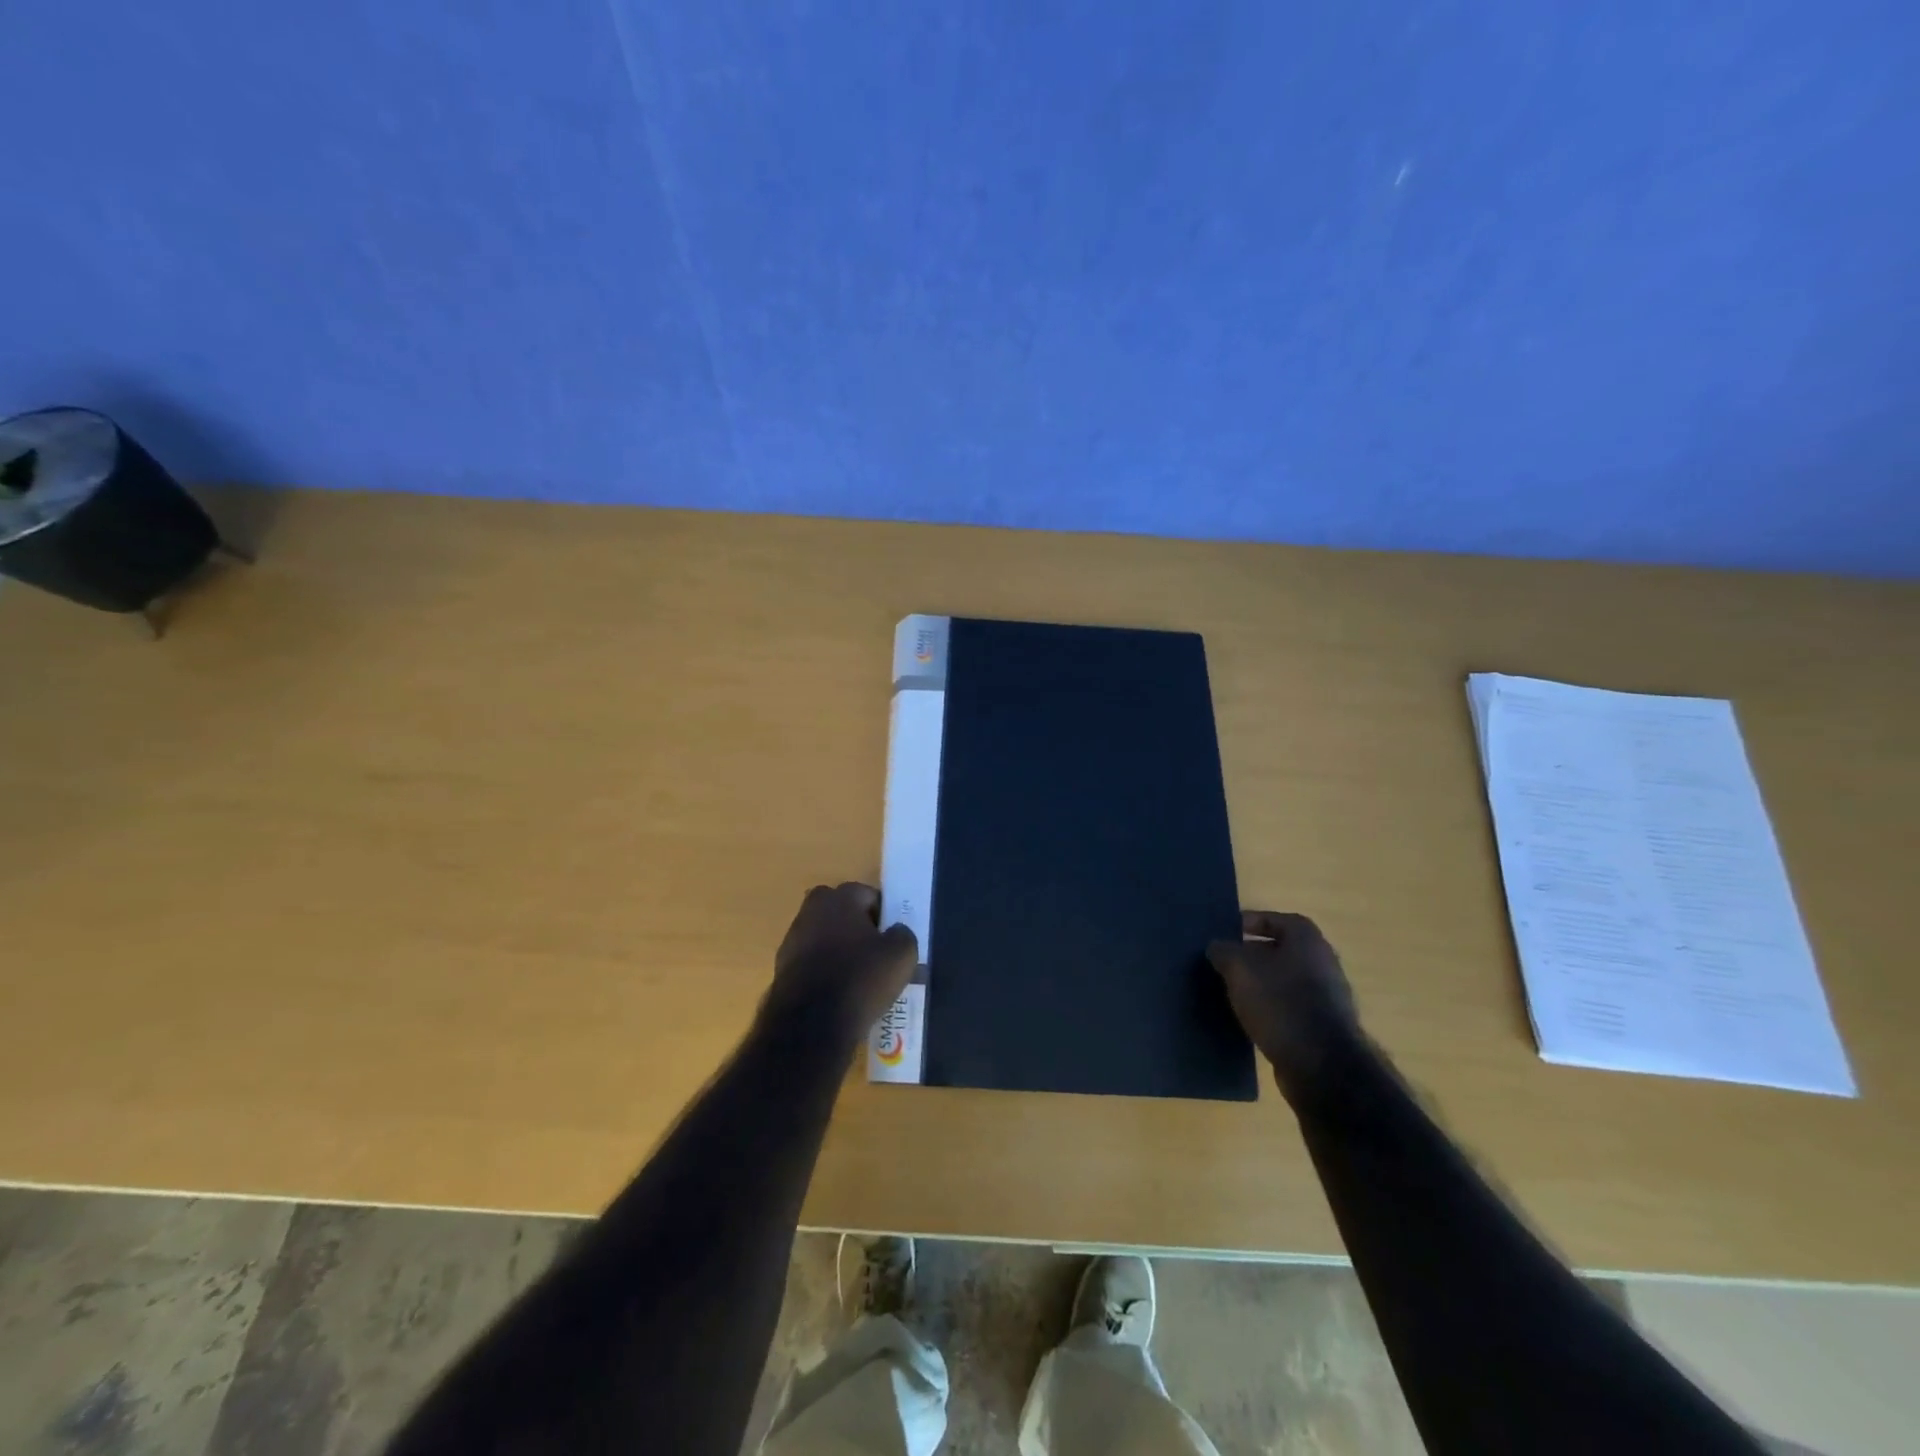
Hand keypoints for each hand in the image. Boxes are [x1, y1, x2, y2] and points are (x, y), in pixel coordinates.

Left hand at [763, 882, 918, 1041]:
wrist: (811, 1025)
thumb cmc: (861, 979)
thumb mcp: (902, 955)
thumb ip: (902, 933)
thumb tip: (895, 932)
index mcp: (840, 897)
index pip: (868, 895)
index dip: (884, 917)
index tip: (891, 941)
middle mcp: (811, 910)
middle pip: (842, 914)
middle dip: (858, 929)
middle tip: (876, 956)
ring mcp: (792, 939)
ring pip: (825, 937)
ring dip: (839, 950)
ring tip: (858, 979)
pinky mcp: (781, 968)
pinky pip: (812, 962)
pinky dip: (824, 971)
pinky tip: (838, 994)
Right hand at [1208, 911, 1361, 1095]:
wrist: (1322, 1065)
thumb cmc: (1279, 1002)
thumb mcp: (1239, 969)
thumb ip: (1223, 951)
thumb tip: (1217, 947)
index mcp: (1307, 939)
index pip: (1275, 919)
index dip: (1248, 922)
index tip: (1225, 933)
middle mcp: (1322, 961)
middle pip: (1280, 950)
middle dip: (1251, 955)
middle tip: (1223, 962)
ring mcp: (1327, 996)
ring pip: (1284, 980)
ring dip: (1260, 983)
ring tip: (1231, 990)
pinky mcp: (1324, 1026)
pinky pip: (1290, 1006)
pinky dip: (1271, 1007)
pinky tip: (1250, 1017)